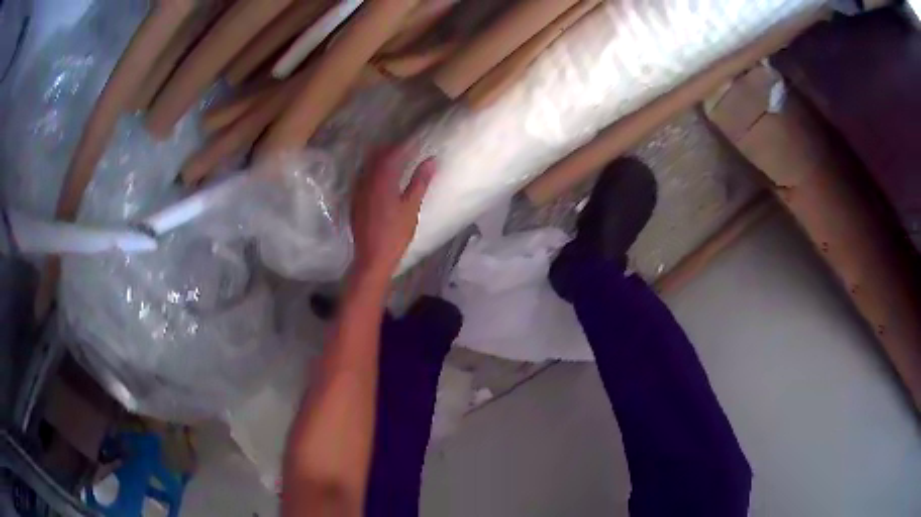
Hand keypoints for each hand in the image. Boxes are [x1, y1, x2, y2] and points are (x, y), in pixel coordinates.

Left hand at [350, 148, 435, 280]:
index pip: (392, 154)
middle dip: (389, 150)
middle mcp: (366, 182)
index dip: (403, 146)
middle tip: (404, 148)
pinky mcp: (355, 202)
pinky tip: (381, 179)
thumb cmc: (396, 233)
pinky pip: (363, 179)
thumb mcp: (411, 207)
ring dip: (379, 160)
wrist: (373, 257)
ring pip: (368, 167)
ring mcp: (358, 192)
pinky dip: (373, 173)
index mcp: (382, 181)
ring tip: (394, 160)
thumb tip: (430, 160)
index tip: (414, 142)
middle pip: (376, 157)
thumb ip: (420, 181)